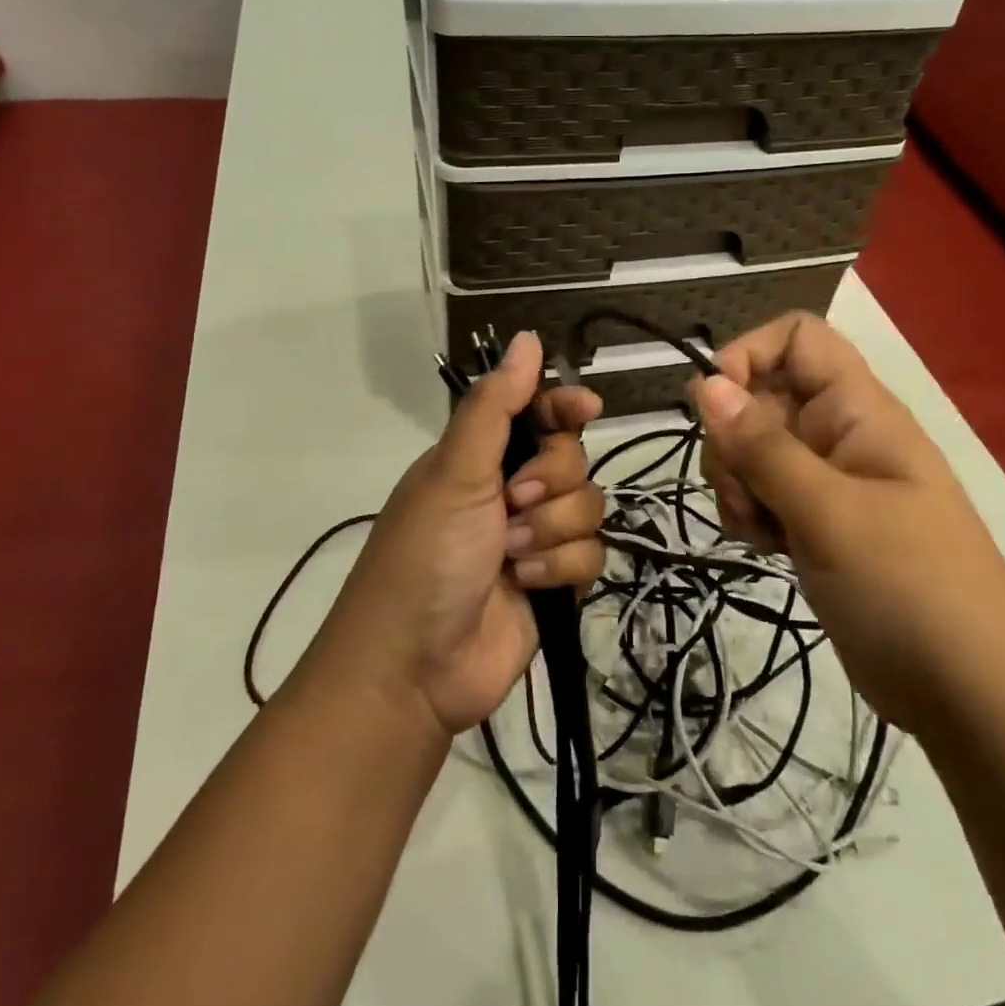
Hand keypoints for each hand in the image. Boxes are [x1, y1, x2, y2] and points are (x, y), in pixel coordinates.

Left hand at [307, 331, 605, 739]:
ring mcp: (534, 538)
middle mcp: (509, 491)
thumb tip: (527, 339)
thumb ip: (495, 406)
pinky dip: (560, 570)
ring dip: (552, 531)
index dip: (564, 406)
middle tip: (514, 503)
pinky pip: (590, 556)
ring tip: (513, 557)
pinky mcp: (553, 582)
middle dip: (550, 481)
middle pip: (572, 458)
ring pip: (588, 507)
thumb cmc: (425, 556)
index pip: (537, 413)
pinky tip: (528, 587)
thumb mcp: (454, 472)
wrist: (414, 666)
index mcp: (480, 458)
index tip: (586, 407)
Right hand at [689, 312, 1004, 728]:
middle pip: (761, 396)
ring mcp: (827, 481)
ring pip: (753, 450)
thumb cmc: (909, 588)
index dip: (748, 355)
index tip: (713, 406)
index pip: (797, 338)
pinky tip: (763, 547)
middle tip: (743, 492)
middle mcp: (840, 434)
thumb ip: (762, 446)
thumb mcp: (829, 512)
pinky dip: (750, 513)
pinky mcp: (816, 523)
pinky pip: (763, 493)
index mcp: (859, 410)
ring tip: (757, 529)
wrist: (971, 695)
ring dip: (737, 482)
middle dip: (733, 439)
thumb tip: (703, 384)